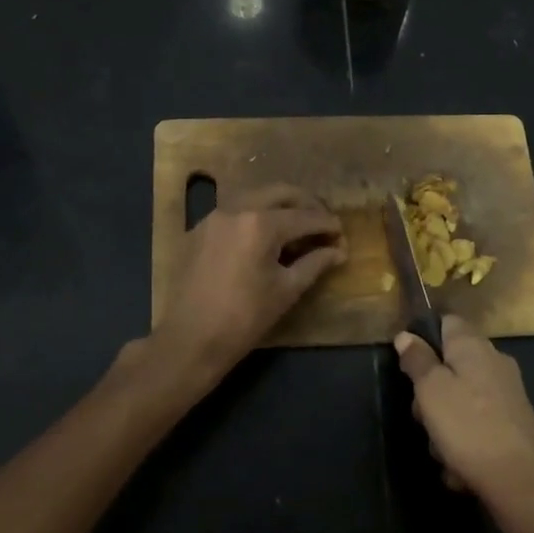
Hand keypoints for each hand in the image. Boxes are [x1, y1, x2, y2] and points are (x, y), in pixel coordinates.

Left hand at [150, 184, 344, 381]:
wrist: (190, 339)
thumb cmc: (244, 318)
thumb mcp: (286, 290)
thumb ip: (315, 263)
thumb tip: (339, 251)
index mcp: (260, 224)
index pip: (305, 217)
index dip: (328, 225)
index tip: (342, 235)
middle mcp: (236, 209)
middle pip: (280, 193)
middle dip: (306, 204)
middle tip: (322, 223)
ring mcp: (213, 217)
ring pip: (255, 197)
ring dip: (279, 206)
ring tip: (296, 228)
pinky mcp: (199, 230)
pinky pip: (234, 211)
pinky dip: (255, 215)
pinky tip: (264, 236)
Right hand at [394, 317, 533, 532]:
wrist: (521, 484)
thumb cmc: (468, 428)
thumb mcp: (430, 390)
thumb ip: (417, 360)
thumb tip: (406, 335)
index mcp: (474, 346)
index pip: (447, 322)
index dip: (424, 338)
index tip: (409, 366)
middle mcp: (495, 363)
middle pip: (450, 366)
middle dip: (430, 392)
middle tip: (423, 417)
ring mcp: (508, 394)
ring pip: (460, 400)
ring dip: (444, 425)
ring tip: (443, 450)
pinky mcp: (514, 424)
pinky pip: (477, 426)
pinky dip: (465, 444)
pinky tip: (461, 468)